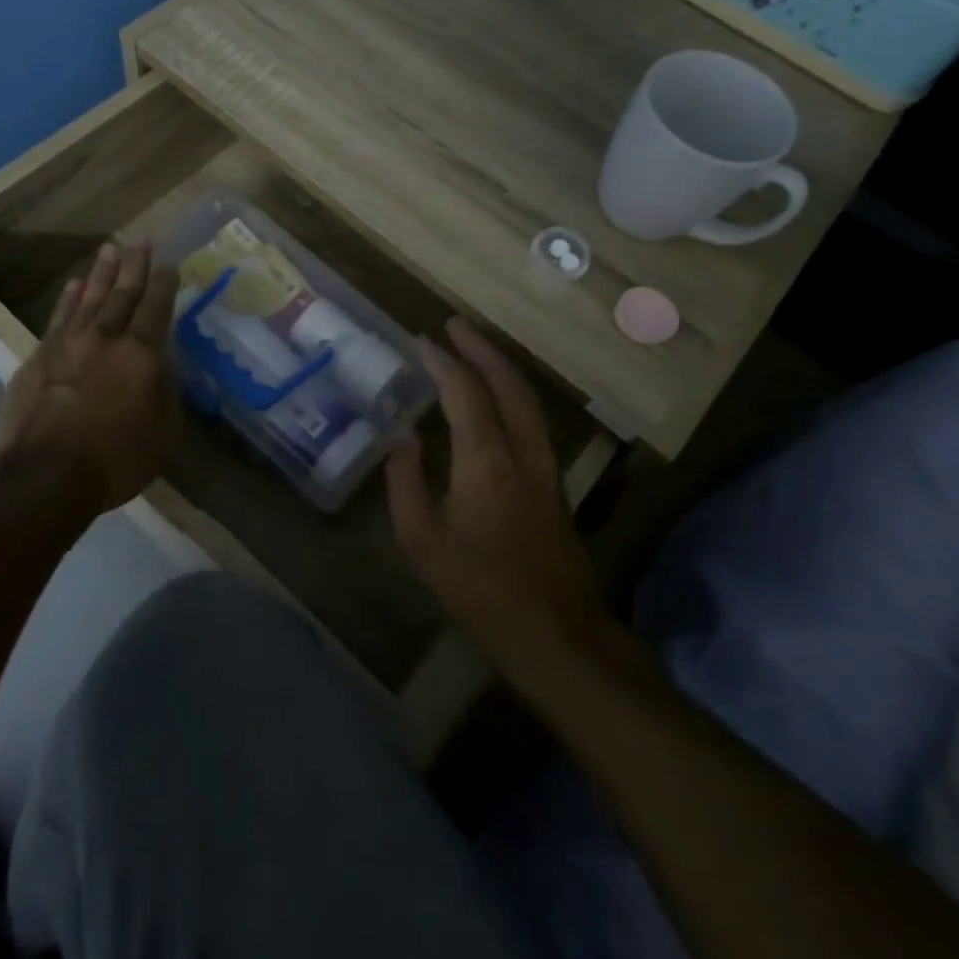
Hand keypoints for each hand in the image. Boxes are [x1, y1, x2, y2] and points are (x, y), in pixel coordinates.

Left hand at [0, 242, 180, 518]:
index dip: (165, 284)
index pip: (156, 308)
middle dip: (135, 267)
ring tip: (111, 249)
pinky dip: (68, 299)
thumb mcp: (161, 432)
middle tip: (141, 242)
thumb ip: (164, 391)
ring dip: (101, 273)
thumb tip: (162, 365)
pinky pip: (59, 317)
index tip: (170, 264)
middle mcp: (106, 338)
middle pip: (123, 294)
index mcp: (141, 354)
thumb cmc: (113, 460)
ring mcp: (68, 344)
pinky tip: (74, 285)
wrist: (41, 476)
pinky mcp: (39, 357)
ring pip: (89, 298)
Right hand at [387, 317, 602, 660]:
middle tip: (455, 324)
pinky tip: (498, 400)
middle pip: (508, 383)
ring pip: (528, 400)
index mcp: (485, 459)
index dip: (443, 361)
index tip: (422, 340)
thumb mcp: (421, 539)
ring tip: (476, 350)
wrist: (554, 633)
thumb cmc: (478, 587)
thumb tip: (404, 437)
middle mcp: (522, 451)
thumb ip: (406, 481)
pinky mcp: (555, 485)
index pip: (465, 391)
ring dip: (501, 367)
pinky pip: (532, 420)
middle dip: (482, 348)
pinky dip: (512, 394)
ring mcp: (546, 467)